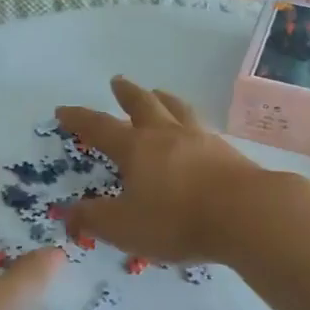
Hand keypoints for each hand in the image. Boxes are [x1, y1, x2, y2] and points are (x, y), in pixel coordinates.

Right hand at [55, 77, 266, 264]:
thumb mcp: (124, 227)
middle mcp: (166, 135)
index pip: (100, 128)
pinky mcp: (226, 151)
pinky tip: (196, 129)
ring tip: (159, 93)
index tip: (63, 110)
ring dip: (163, 99)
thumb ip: (94, 219)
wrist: (245, 213)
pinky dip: (190, 121)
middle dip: (126, 94)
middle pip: (143, 105)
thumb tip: (68, 212)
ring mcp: (200, 139)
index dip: (79, 119)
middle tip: (117, 82)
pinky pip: (201, 126)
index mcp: (136, 148)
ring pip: (176, 109)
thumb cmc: (177, 219)